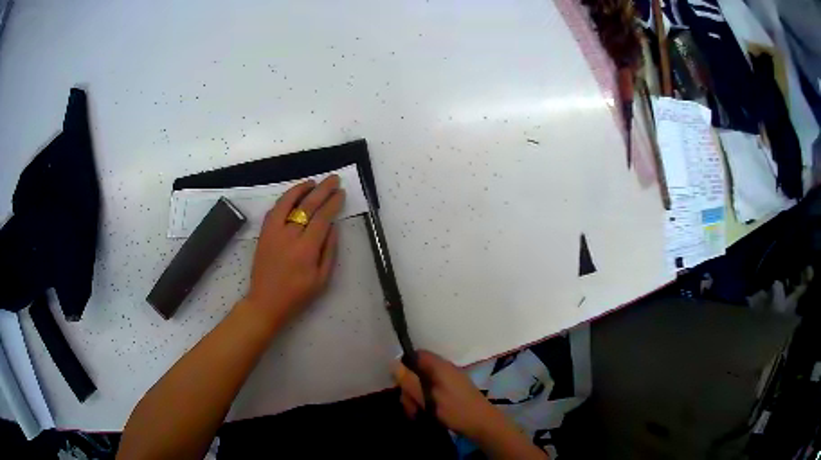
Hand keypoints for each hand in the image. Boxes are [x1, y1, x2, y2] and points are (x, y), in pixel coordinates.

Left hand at [243, 175, 344, 326]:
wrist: (266, 302)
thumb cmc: (297, 295)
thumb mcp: (322, 280)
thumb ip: (329, 251)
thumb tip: (333, 227)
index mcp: (306, 250)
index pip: (322, 218)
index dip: (333, 203)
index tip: (341, 193)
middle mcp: (289, 236)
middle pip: (307, 206)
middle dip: (323, 190)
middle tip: (333, 179)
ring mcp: (273, 233)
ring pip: (287, 202)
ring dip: (301, 189)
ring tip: (313, 182)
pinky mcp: (263, 234)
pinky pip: (274, 210)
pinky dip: (284, 200)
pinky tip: (293, 195)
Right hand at [392, 351, 505, 439]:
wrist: (484, 425)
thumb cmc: (456, 410)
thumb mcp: (429, 399)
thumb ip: (410, 382)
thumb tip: (393, 364)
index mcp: (440, 366)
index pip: (416, 355)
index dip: (404, 365)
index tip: (398, 383)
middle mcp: (444, 370)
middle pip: (417, 372)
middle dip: (408, 389)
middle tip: (409, 406)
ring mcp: (448, 381)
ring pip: (422, 384)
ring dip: (415, 398)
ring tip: (415, 414)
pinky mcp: (451, 393)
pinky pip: (431, 392)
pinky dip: (424, 402)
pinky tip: (423, 414)